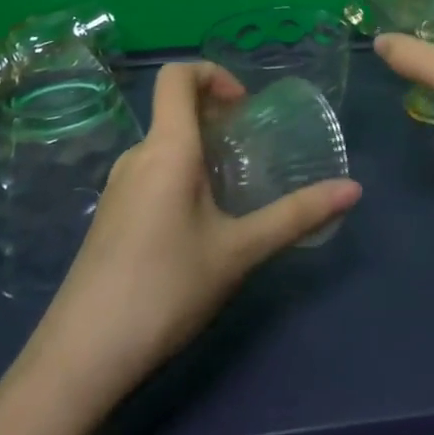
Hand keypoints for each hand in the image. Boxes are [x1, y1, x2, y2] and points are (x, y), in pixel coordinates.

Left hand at [20, 62, 360, 419]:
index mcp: (166, 147)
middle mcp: (136, 156)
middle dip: (217, 117)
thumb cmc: (165, 289)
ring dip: (200, 150)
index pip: (177, 74)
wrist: (79, 360)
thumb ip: (296, 216)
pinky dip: (181, 176)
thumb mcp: (239, 251)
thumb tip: (354, 190)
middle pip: (174, 109)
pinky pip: (151, 173)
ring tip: (233, 190)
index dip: (213, 74)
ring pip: (164, 145)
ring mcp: (117, 188)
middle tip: (253, 152)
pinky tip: (199, 226)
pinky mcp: (110, 218)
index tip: (244, 108)